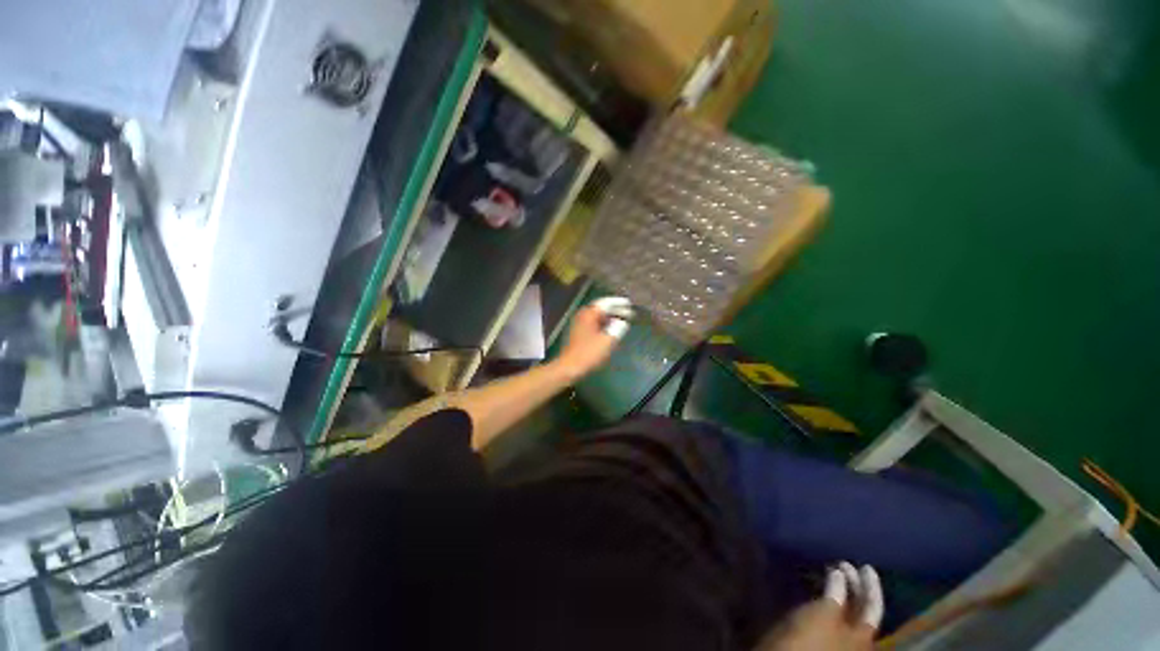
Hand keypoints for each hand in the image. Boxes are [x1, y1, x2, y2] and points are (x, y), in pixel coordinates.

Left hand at [555, 304, 626, 380]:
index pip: (606, 303)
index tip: (629, 304)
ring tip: (621, 322)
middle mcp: (582, 315)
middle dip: (615, 310)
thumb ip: (618, 328)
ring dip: (609, 318)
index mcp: (589, 314)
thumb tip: (623, 322)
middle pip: (601, 308)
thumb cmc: (589, 353)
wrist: (570, 367)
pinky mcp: (578, 333)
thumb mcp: (608, 340)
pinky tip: (609, 331)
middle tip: (627, 314)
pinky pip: (593, 324)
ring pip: (597, 317)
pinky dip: (603, 325)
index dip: (619, 303)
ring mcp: (578, 324)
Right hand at [758, 563, 883, 650]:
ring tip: (832, 572)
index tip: (866, 566)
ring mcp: (839, 638)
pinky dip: (830, 598)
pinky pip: (832, 613)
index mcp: (863, 635)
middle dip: (854, 586)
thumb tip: (839, 573)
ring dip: (842, 591)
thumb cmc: (811, 638)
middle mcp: (856, 638)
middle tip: (844, 564)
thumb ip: (835, 594)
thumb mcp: (824, 614)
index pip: (873, 607)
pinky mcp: (822, 636)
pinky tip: (822, 590)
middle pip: (861, 609)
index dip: (871, 586)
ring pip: (846, 611)